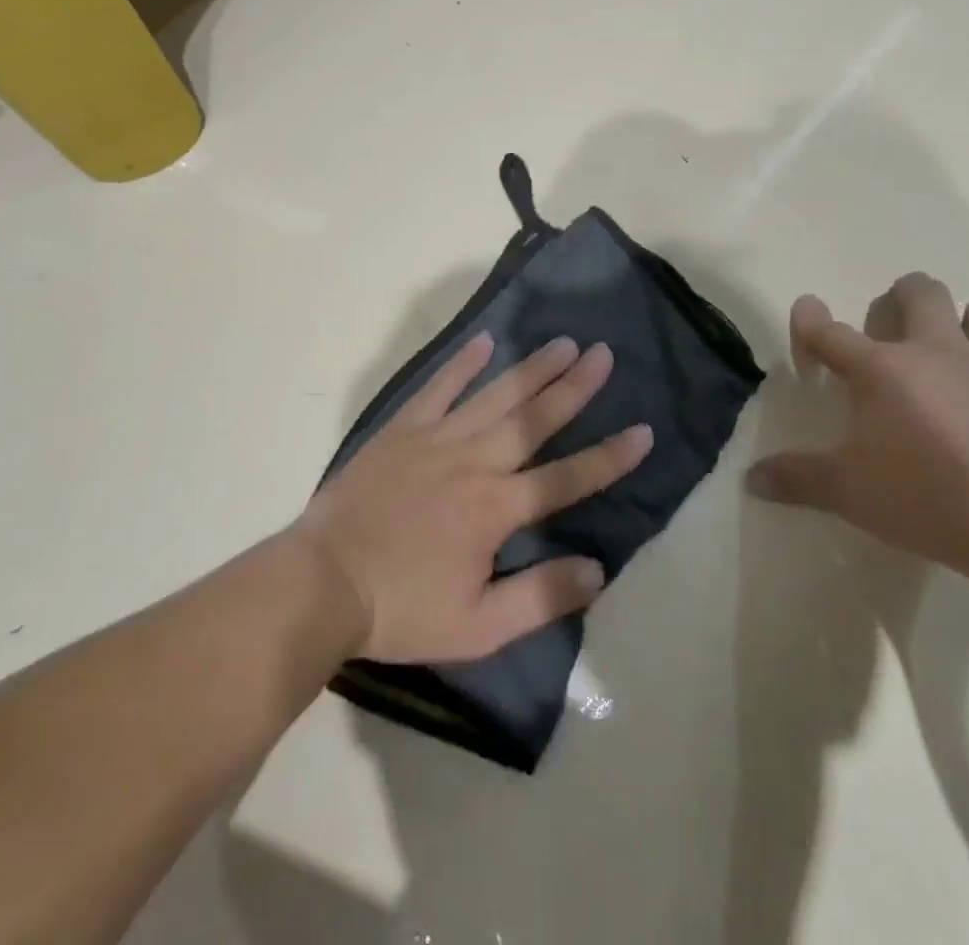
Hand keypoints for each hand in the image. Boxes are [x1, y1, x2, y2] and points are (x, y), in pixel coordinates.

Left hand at [296, 334, 653, 663]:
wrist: (324, 582)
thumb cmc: (403, 609)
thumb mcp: (478, 626)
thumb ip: (540, 597)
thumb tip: (597, 569)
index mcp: (495, 509)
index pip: (566, 478)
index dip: (608, 457)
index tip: (643, 432)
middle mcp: (473, 462)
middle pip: (533, 419)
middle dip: (573, 387)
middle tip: (604, 354)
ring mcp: (435, 439)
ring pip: (494, 396)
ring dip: (531, 368)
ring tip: (563, 343)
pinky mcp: (402, 429)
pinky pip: (438, 388)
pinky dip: (462, 364)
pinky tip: (484, 343)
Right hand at [746, 273, 968, 587]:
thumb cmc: (929, 498)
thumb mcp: (849, 493)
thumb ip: (797, 479)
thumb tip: (752, 479)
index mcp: (880, 370)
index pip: (831, 332)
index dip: (811, 319)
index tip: (805, 308)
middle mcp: (934, 353)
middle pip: (918, 295)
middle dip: (901, 294)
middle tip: (892, 316)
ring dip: (964, 315)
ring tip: (954, 339)